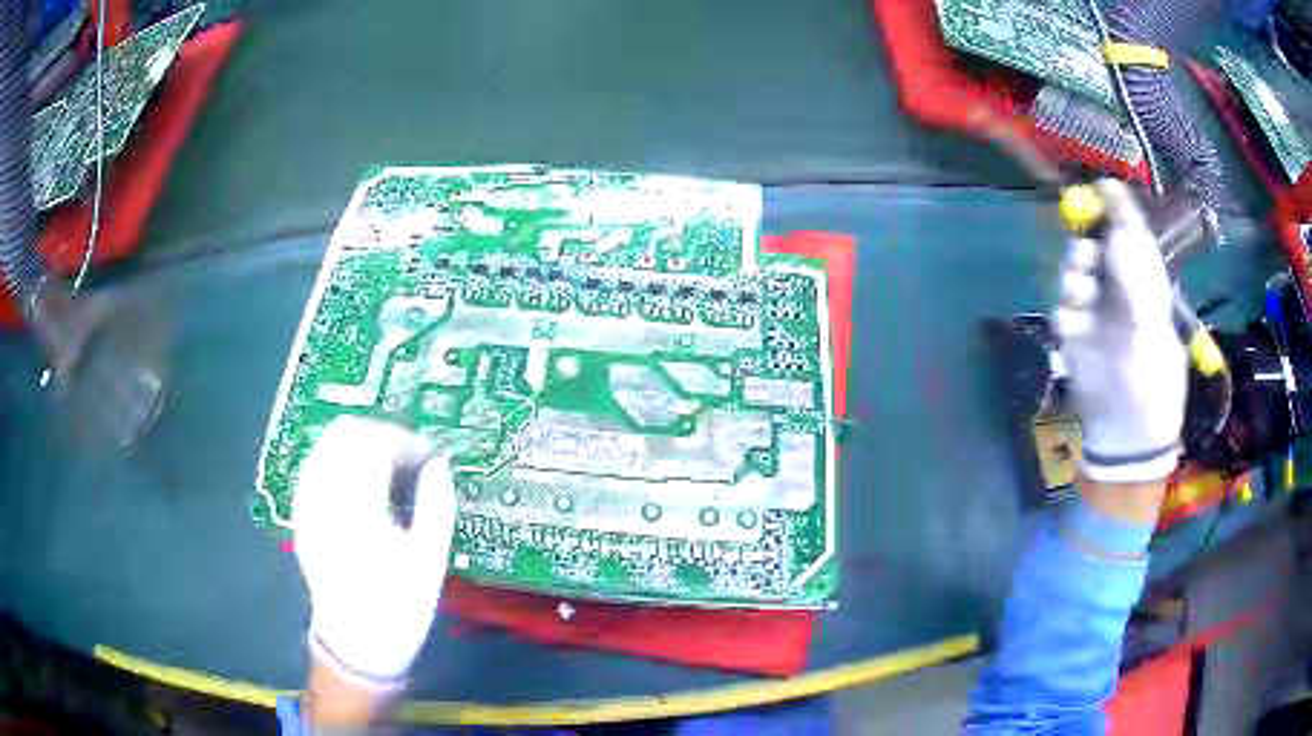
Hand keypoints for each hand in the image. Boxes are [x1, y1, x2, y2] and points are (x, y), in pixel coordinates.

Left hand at [293, 416, 454, 691]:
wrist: (356, 640)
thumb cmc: (399, 604)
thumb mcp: (430, 559)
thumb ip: (437, 504)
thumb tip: (438, 463)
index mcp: (359, 506)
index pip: (376, 443)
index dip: (405, 439)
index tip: (427, 453)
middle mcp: (325, 496)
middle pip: (344, 433)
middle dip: (379, 434)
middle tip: (406, 457)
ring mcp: (307, 503)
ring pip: (325, 444)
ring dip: (357, 444)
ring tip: (383, 467)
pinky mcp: (300, 514)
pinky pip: (313, 466)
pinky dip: (336, 460)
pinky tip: (356, 481)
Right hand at [1055, 180, 1186, 483]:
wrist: (1129, 434)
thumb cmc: (1153, 377)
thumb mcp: (1151, 316)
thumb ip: (1132, 263)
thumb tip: (1116, 206)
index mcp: (1147, 283)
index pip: (1130, 233)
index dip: (1116, 209)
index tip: (1101, 190)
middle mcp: (1121, 290)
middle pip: (1096, 246)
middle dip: (1087, 244)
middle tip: (1087, 254)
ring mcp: (1097, 313)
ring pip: (1075, 272)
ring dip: (1075, 275)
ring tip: (1080, 293)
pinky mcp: (1075, 335)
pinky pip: (1063, 306)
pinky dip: (1067, 309)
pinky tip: (1075, 324)